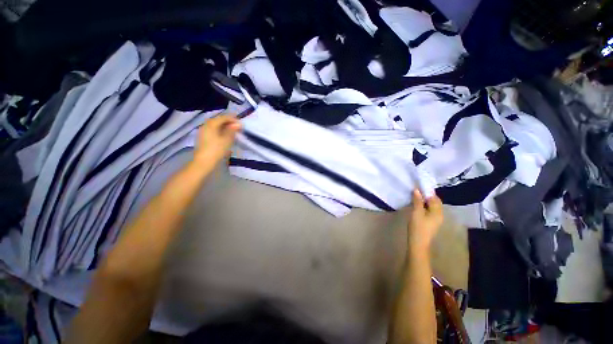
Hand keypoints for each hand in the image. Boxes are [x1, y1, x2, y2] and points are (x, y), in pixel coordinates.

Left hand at [194, 114, 241, 164]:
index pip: (224, 117)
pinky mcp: (203, 137)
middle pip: (219, 120)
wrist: (204, 162)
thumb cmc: (216, 150)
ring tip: (233, 132)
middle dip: (229, 123)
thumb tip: (238, 124)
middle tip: (238, 128)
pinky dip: (220, 131)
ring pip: (216, 126)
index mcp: (211, 124)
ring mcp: (203, 131)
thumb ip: (232, 130)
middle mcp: (206, 125)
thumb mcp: (227, 140)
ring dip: (225, 127)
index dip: (233, 119)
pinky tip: (225, 136)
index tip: (241, 124)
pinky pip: (213, 131)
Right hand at [407, 190, 442, 252]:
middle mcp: (439, 214)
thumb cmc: (418, 227)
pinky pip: (429, 211)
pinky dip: (424, 206)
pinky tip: (417, 206)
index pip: (435, 198)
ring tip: (415, 198)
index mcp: (438, 211)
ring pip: (432, 206)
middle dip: (426, 196)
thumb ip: (417, 201)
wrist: (418, 243)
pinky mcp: (431, 222)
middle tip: (416, 192)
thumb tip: (417, 190)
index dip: (427, 192)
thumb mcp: (416, 212)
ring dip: (425, 201)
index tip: (418, 187)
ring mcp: (436, 219)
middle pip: (435, 202)